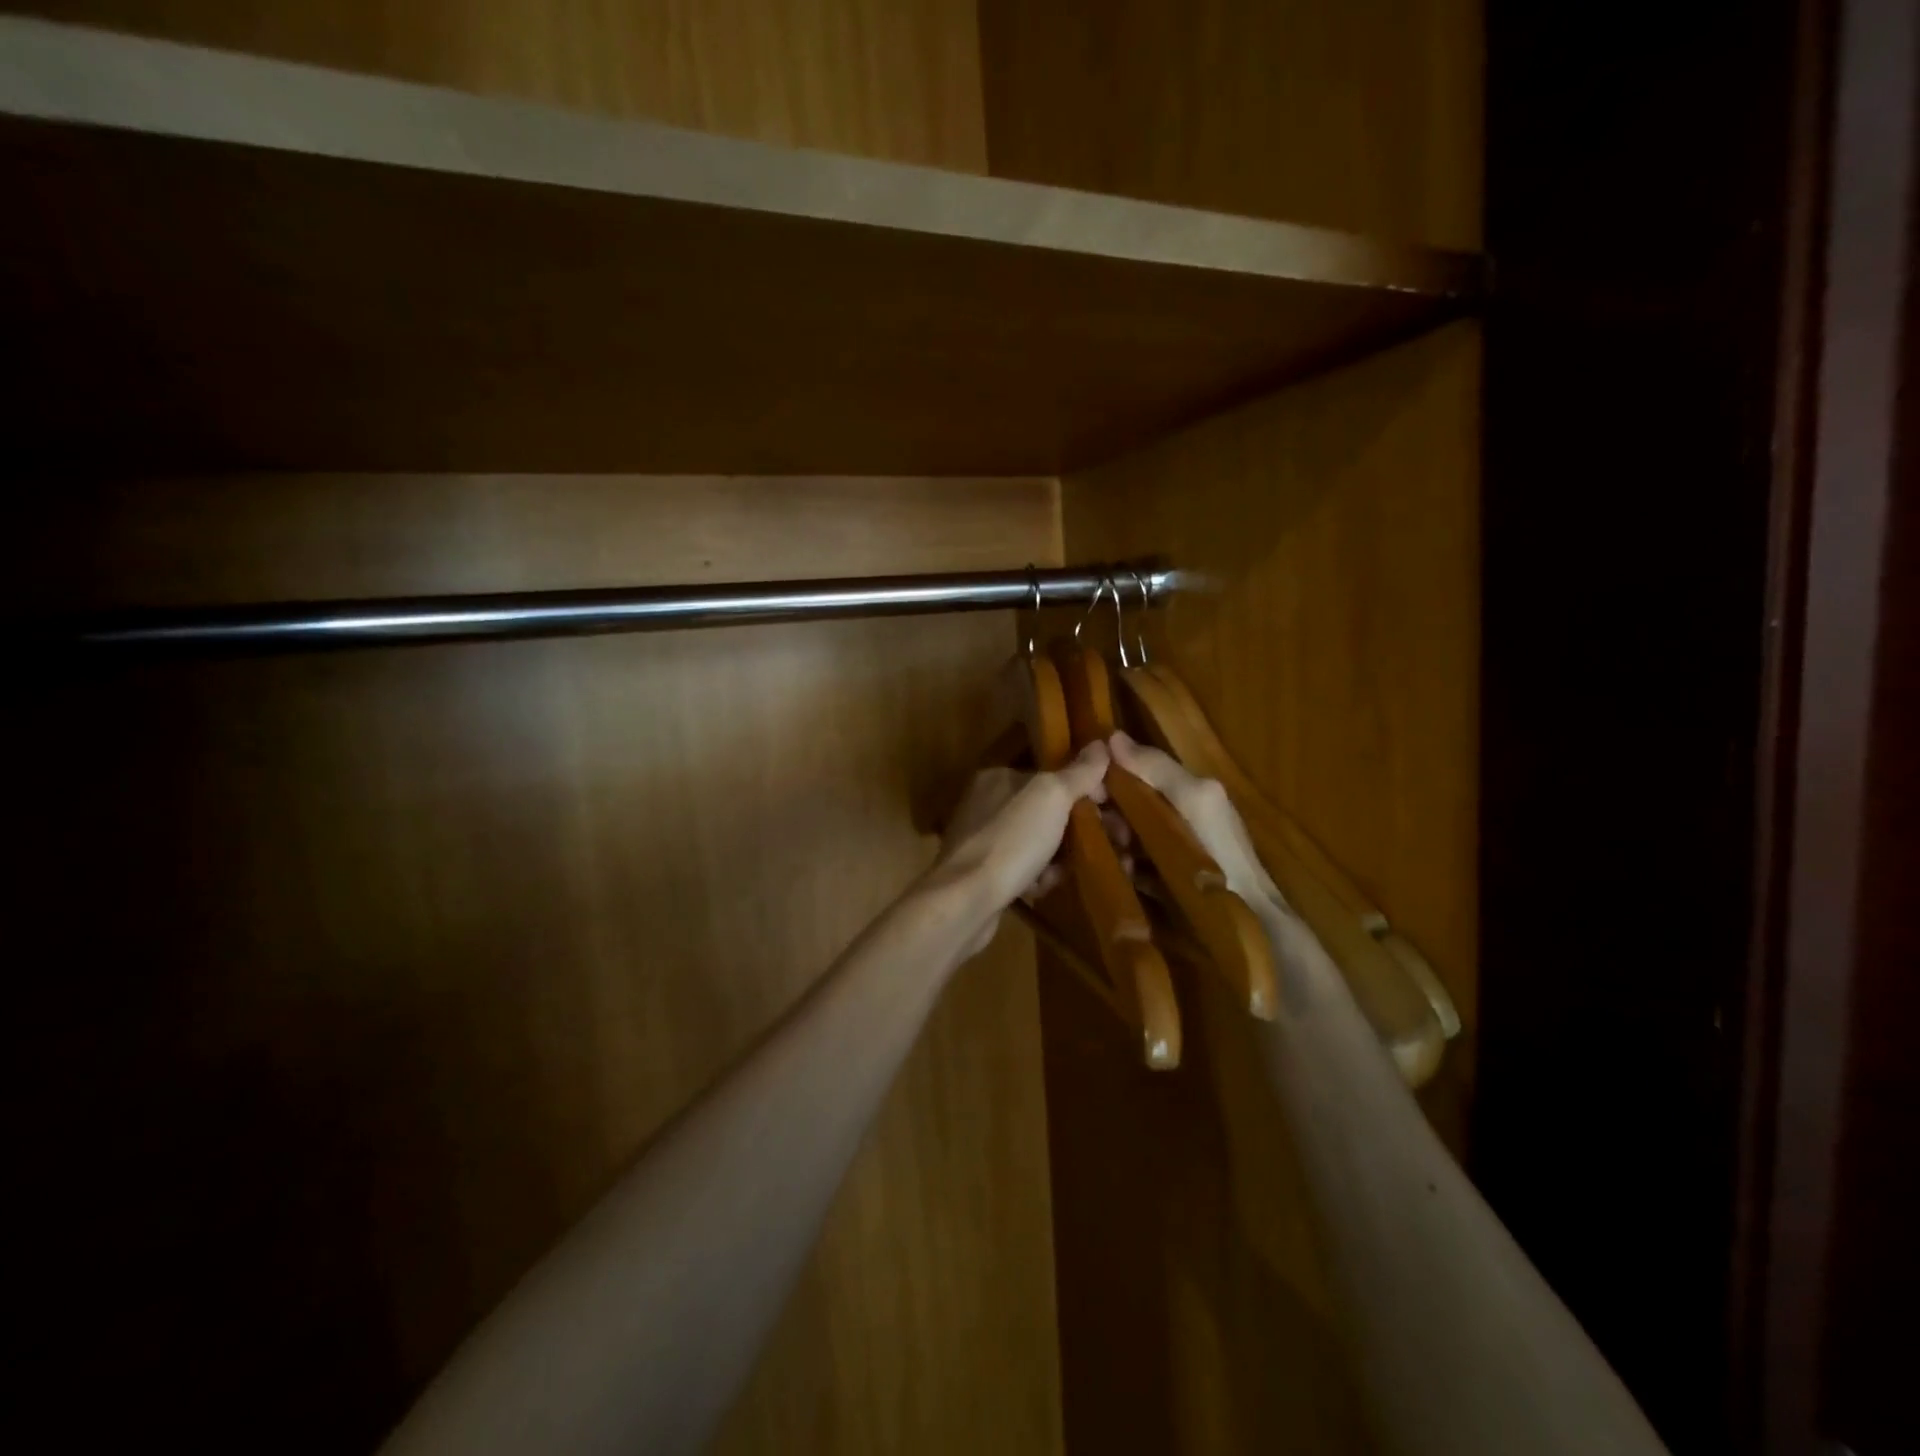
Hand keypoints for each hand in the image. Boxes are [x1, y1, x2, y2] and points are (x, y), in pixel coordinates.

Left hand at [931, 741, 1110, 957]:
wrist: (966, 899)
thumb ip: (1078, 772)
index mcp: (999, 777)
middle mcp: (986, 803)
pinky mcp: (982, 873)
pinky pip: (1023, 868)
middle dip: (1078, 828)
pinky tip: (1045, 887)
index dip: (1086, 789)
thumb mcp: (1051, 797)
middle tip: (1110, 845)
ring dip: (1060, 856)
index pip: (1052, 775)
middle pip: (1046, 810)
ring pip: (1037, 841)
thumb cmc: (1011, 840)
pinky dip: (1038, 877)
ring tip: (1074, 869)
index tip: (1113, 810)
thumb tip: (1101, 744)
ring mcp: (982, 839)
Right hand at [1107, 730, 1278, 903]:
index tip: (1084, 789)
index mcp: (1183, 789)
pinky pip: (1127, 861)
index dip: (1108, 775)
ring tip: (1114, 857)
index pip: (1133, 770)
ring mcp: (1165, 847)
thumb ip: (1158, 769)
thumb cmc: (1221, 851)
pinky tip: (1121, 873)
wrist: (1245, 916)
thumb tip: (1112, 736)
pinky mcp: (1159, 878)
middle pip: (1124, 802)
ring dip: (1111, 842)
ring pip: (1121, 832)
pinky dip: (1121, 865)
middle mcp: (1172, 813)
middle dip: (1109, 814)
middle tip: (1103, 832)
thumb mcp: (1194, 799)